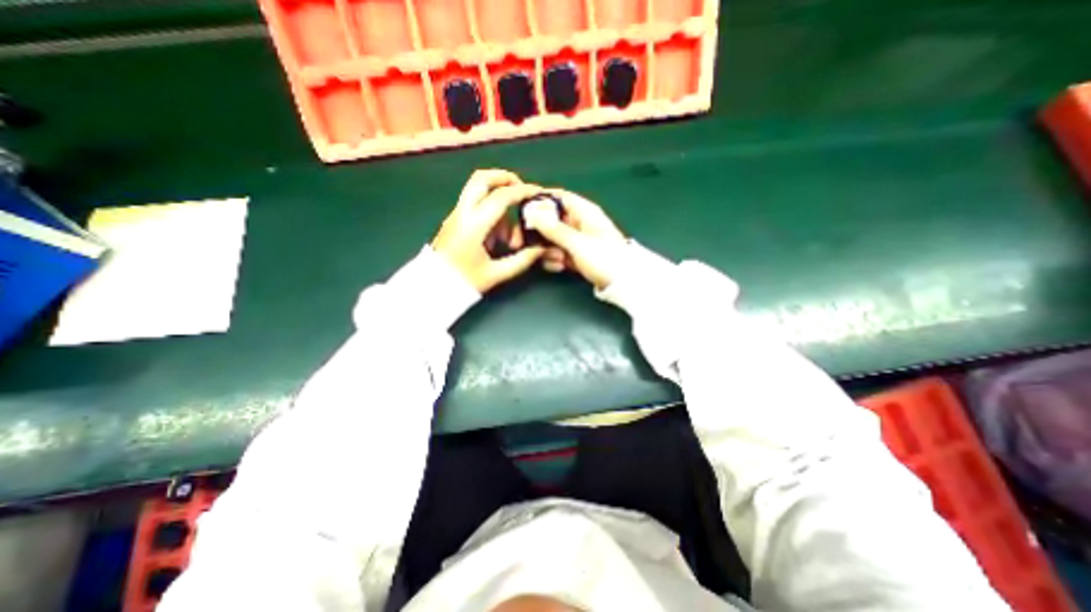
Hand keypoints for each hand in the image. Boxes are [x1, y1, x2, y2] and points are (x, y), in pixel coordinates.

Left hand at [428, 167, 542, 291]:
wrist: (432, 287)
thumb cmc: (464, 281)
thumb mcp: (496, 273)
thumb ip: (522, 260)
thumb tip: (541, 249)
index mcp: (474, 225)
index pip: (501, 197)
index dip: (522, 192)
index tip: (538, 194)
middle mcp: (463, 213)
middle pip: (482, 178)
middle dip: (505, 179)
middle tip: (521, 191)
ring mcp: (456, 215)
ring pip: (479, 192)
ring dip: (499, 205)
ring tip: (509, 238)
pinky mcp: (454, 220)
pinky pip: (475, 206)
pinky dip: (491, 213)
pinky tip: (496, 239)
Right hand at [530, 186, 625, 287]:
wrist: (622, 284)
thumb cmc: (603, 258)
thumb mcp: (578, 243)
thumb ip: (553, 229)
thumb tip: (531, 212)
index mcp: (584, 211)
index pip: (558, 197)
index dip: (539, 201)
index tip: (523, 212)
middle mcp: (579, 222)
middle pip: (551, 219)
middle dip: (540, 233)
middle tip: (529, 244)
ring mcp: (577, 239)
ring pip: (552, 238)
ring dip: (549, 250)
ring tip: (558, 261)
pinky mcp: (576, 255)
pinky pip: (558, 252)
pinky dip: (556, 259)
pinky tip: (560, 267)